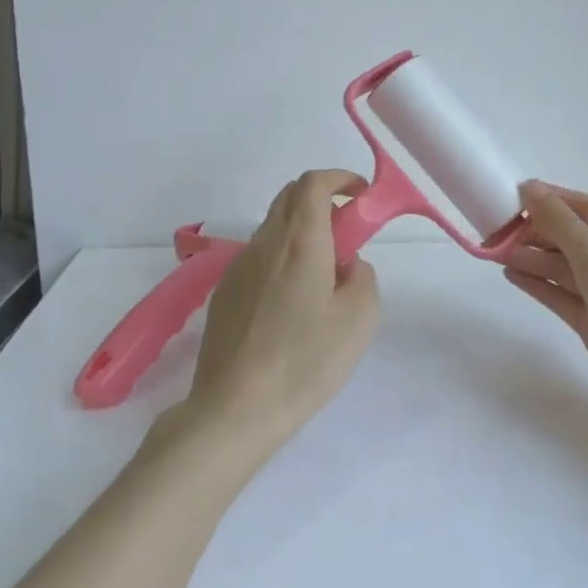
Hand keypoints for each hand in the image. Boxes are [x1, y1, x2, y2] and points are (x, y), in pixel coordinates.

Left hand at [185, 168, 380, 446]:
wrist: (235, 409)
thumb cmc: (305, 361)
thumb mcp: (359, 319)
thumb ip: (363, 277)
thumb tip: (349, 266)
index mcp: (300, 242)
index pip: (313, 183)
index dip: (340, 179)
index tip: (361, 196)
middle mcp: (264, 244)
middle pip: (289, 197)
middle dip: (322, 200)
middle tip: (347, 233)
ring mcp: (238, 267)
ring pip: (272, 228)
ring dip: (301, 231)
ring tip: (322, 278)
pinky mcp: (223, 294)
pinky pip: (258, 258)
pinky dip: (281, 258)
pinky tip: (290, 304)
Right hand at [502, 182, 587, 433]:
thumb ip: (560, 221)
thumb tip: (530, 188)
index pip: (584, 207)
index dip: (550, 198)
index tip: (512, 195)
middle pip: (570, 236)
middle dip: (536, 230)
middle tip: (497, 230)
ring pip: (562, 266)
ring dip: (532, 257)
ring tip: (496, 253)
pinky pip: (560, 293)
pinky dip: (537, 283)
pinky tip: (511, 274)